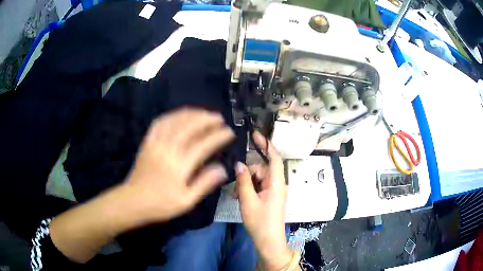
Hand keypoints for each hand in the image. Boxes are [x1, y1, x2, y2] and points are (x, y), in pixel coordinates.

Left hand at [124, 108, 234, 223]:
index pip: (204, 145)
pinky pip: (160, 122)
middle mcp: (168, 149)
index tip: (229, 132)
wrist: (133, 201)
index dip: (218, 136)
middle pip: (190, 126)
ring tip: (204, 113)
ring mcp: (156, 143)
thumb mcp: (186, 200)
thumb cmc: (161, 204)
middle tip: (219, 118)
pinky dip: (173, 115)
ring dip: (192, 114)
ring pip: (176, 120)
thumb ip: (204, 183)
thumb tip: (223, 169)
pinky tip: (180, 115)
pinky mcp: (147, 141)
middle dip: (207, 119)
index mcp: (180, 165)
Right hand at [235, 131, 291, 270]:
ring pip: (258, 178)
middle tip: (235, 187)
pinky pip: (259, 186)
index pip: (274, 158)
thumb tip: (239, 164)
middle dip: (247, 174)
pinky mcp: (270, 197)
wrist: (268, 240)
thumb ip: (243, 181)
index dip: (266, 144)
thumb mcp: (248, 201)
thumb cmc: (260, 221)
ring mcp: (274, 191)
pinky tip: (241, 198)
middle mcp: (277, 184)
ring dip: (246, 183)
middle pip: (261, 169)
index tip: (255, 135)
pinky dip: (249, 189)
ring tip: (236, 196)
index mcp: (276, 183)